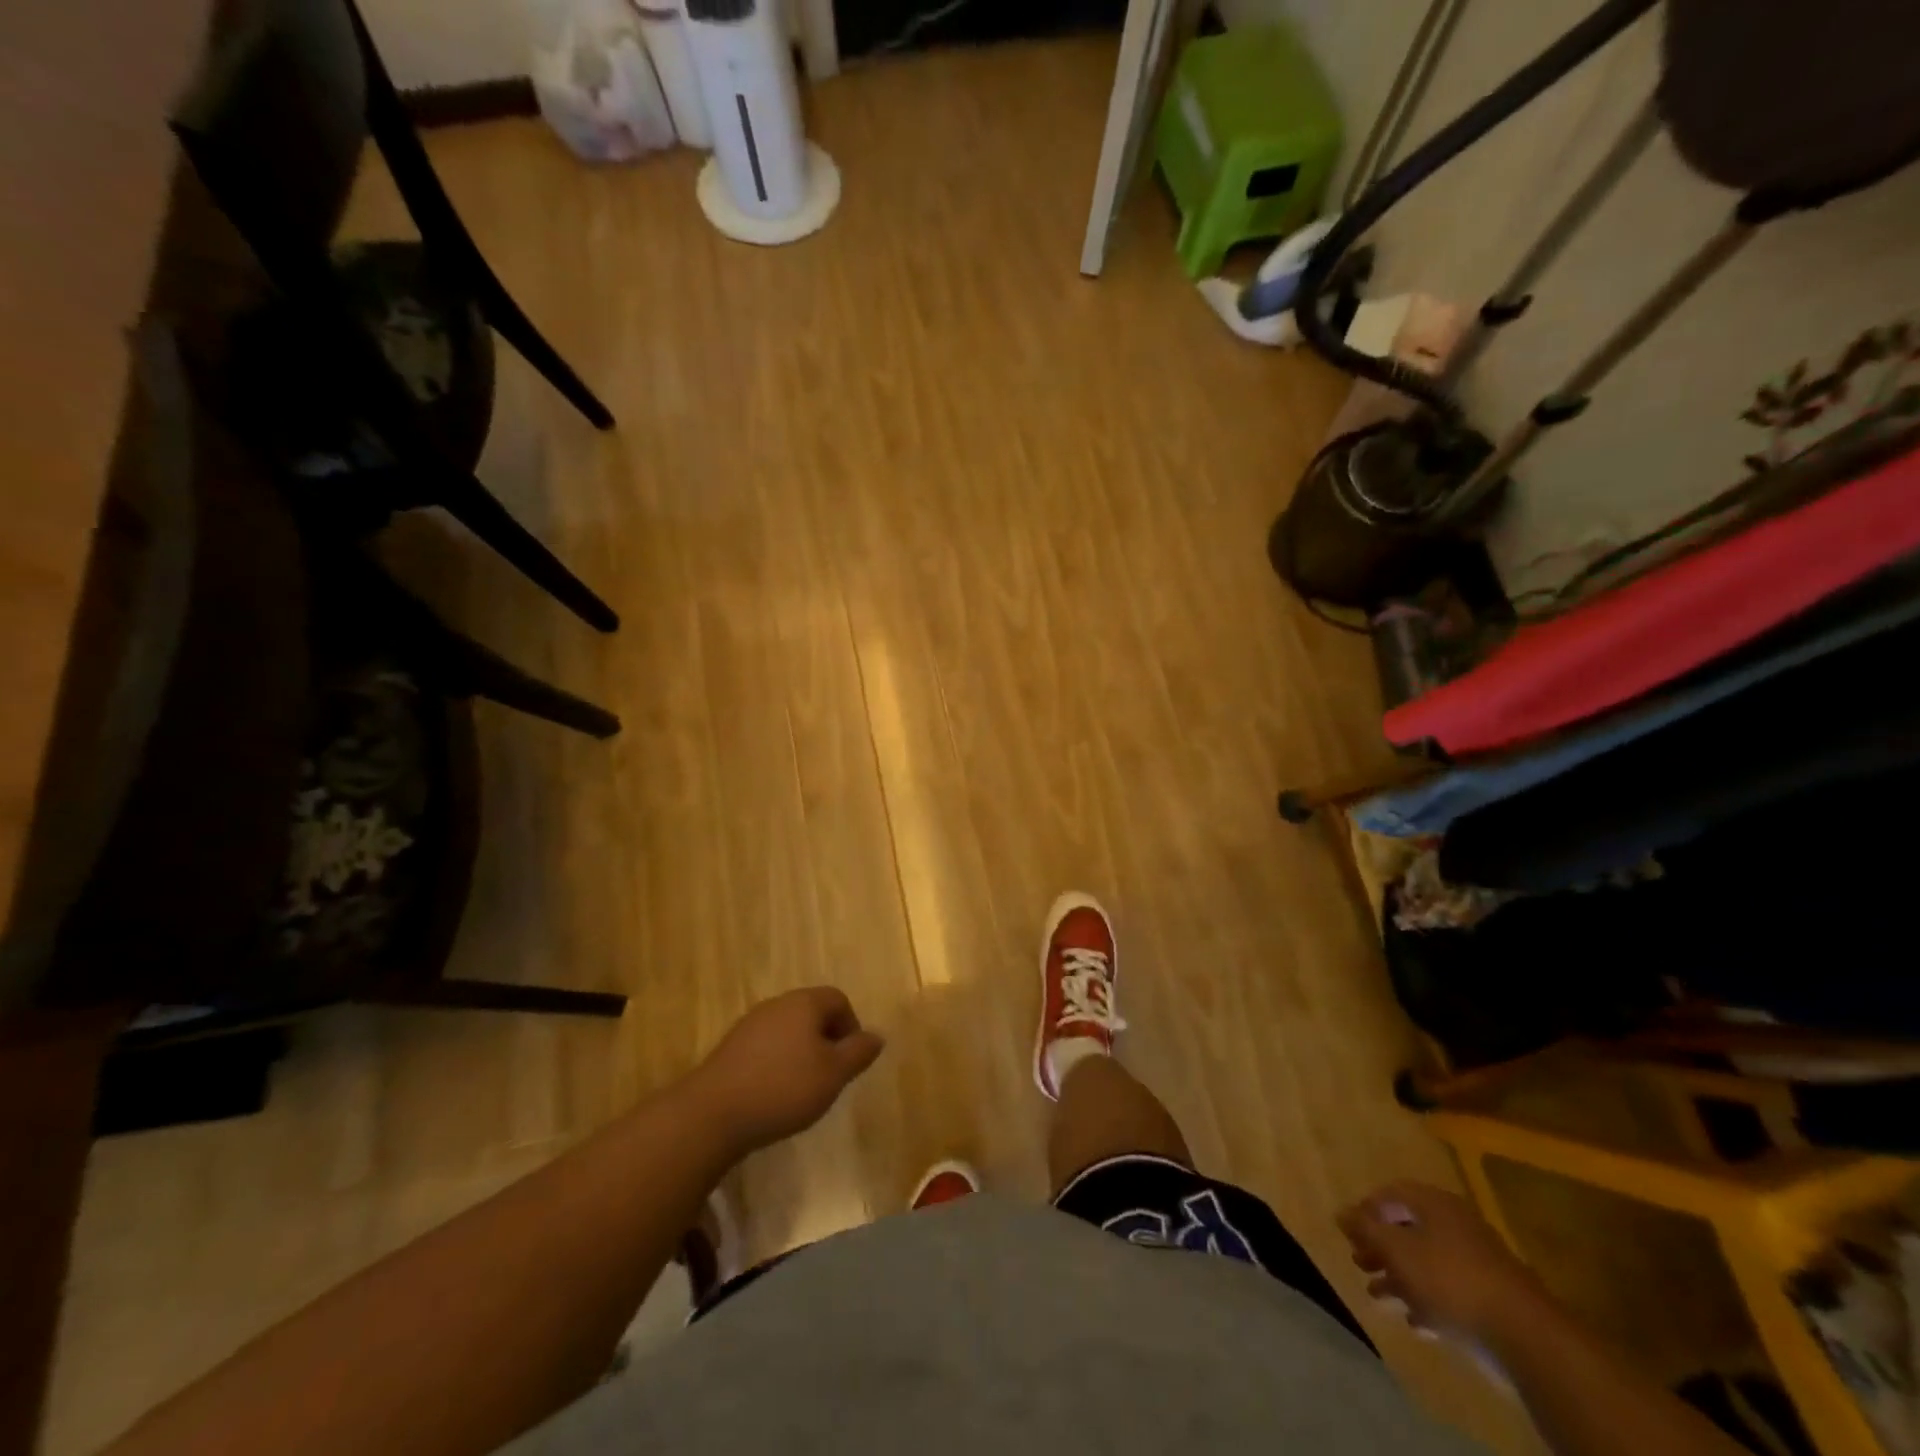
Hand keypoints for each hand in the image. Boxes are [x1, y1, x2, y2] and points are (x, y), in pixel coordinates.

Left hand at [686, 988, 884, 1156]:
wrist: (713, 1113)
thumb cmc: (784, 1088)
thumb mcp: (833, 1074)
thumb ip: (858, 1052)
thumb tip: (877, 1035)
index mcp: (804, 1003)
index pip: (838, 999)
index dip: (851, 1027)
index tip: (850, 1061)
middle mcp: (777, 1004)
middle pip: (812, 1013)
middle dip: (826, 1040)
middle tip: (830, 1076)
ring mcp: (750, 1024)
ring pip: (788, 1030)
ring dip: (801, 1053)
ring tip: (803, 1088)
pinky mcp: (731, 1048)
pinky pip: (766, 1047)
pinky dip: (777, 1064)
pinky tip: (774, 1093)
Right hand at [1338, 1181, 1546, 1343]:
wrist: (1523, 1333)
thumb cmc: (1448, 1277)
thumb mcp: (1396, 1249)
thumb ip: (1365, 1228)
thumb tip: (1339, 1211)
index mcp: (1434, 1203)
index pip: (1392, 1194)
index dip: (1367, 1209)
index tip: (1351, 1232)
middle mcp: (1455, 1224)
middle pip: (1408, 1229)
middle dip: (1380, 1247)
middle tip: (1360, 1263)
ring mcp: (1476, 1260)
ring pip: (1426, 1261)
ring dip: (1399, 1277)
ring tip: (1378, 1296)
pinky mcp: (1490, 1296)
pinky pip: (1449, 1290)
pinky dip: (1427, 1300)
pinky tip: (1414, 1321)